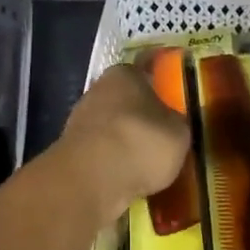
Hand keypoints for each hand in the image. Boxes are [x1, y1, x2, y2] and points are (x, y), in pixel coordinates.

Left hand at [57, 64, 190, 220]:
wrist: (90, 179)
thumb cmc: (140, 142)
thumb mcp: (179, 133)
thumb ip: (176, 122)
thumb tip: (172, 122)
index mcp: (125, 74)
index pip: (146, 70)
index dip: (160, 84)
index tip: (172, 97)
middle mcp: (98, 89)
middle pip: (125, 98)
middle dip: (141, 113)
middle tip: (162, 133)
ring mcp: (79, 119)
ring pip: (111, 125)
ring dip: (124, 139)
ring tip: (146, 161)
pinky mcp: (70, 149)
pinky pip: (100, 151)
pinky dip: (112, 160)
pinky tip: (127, 176)